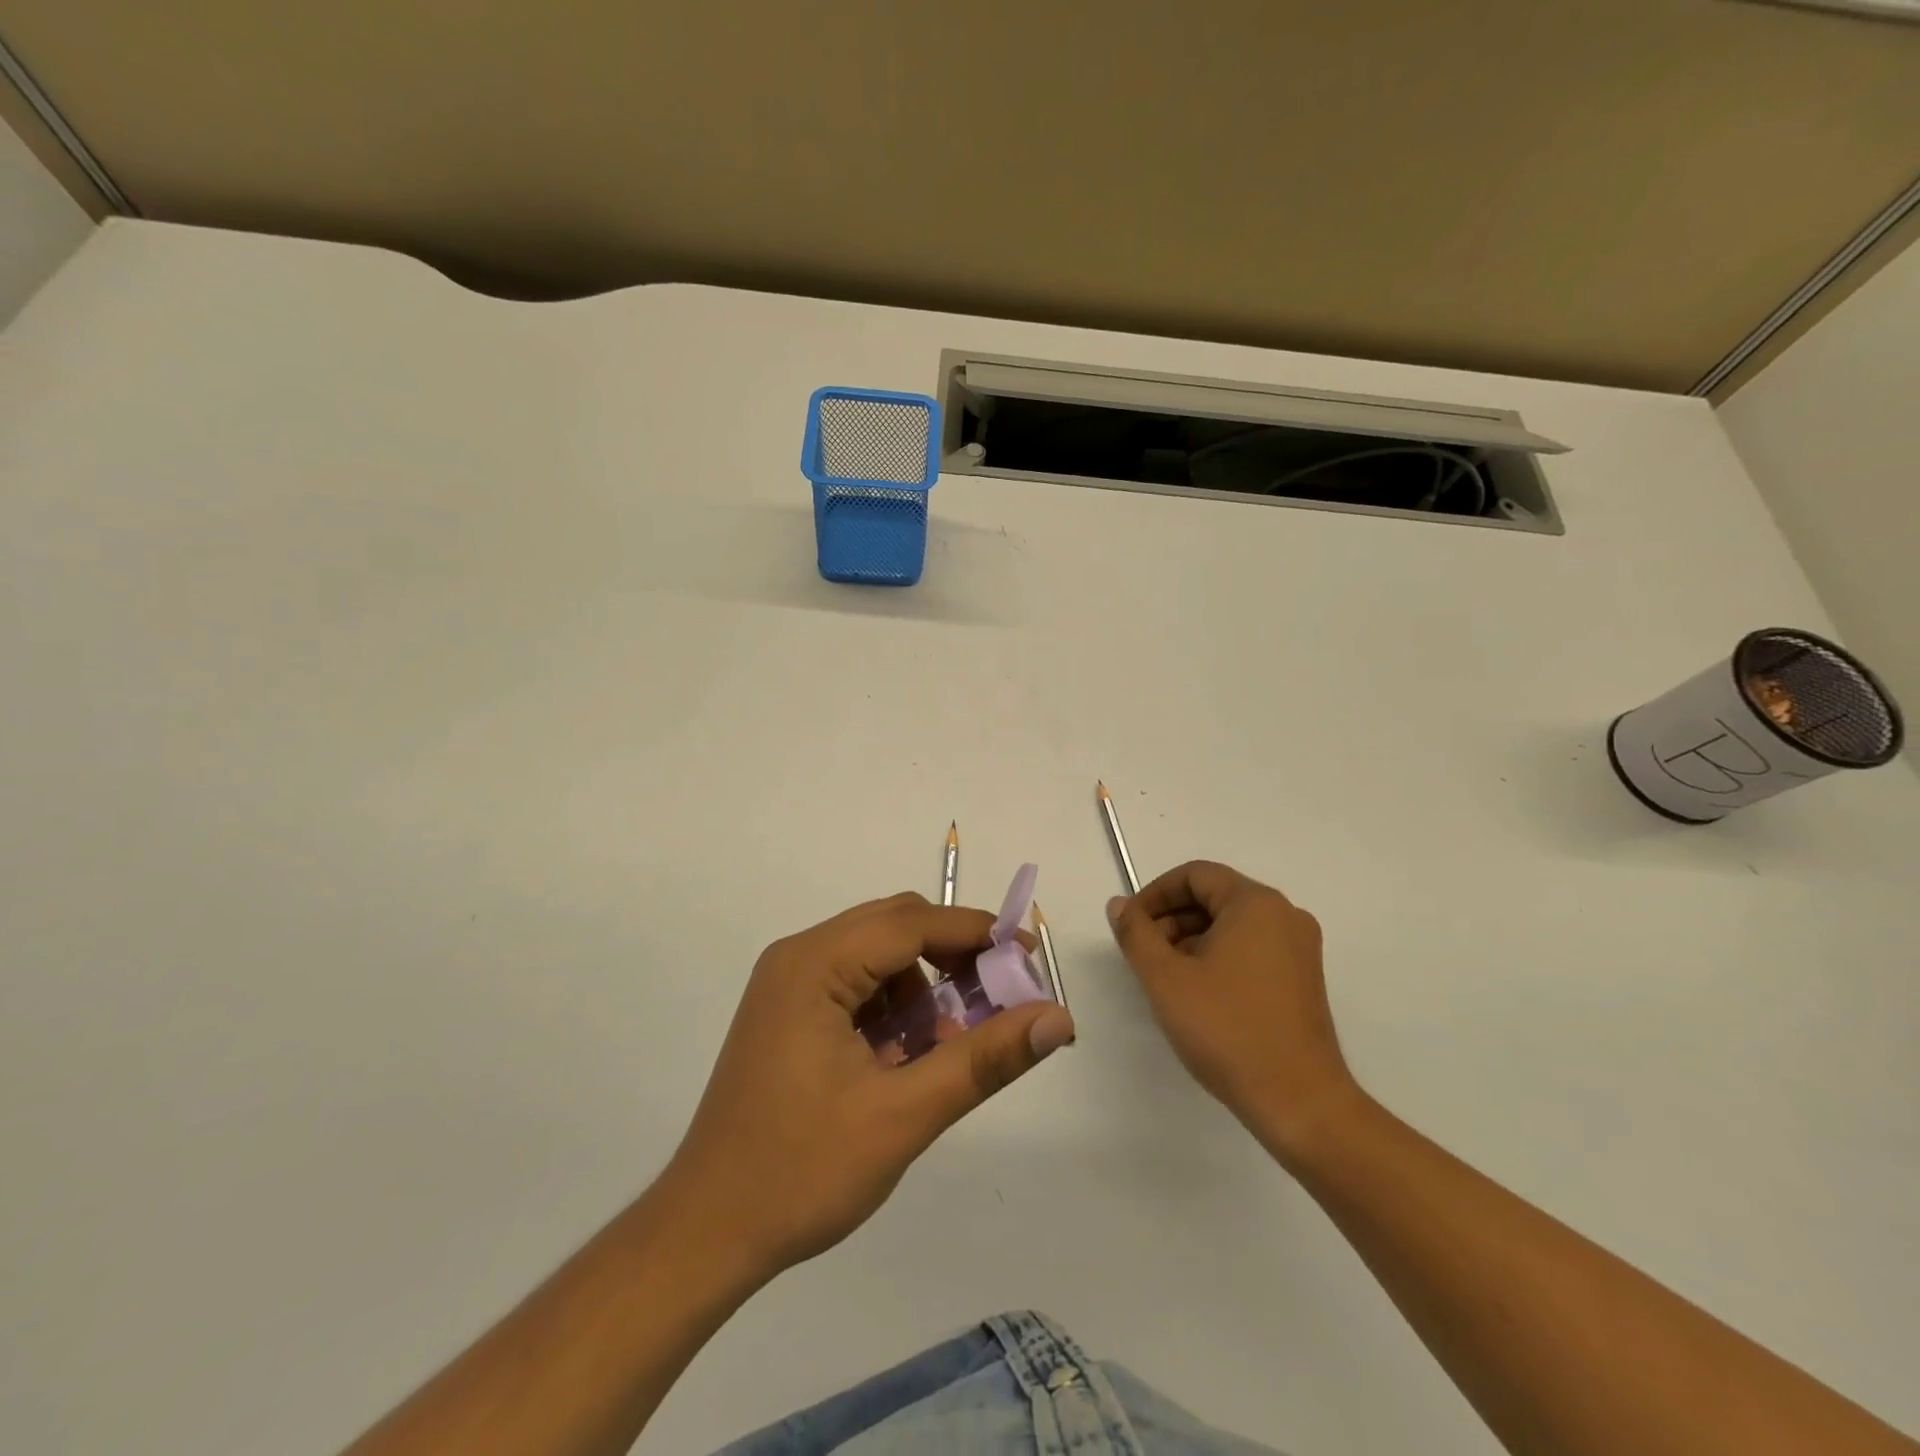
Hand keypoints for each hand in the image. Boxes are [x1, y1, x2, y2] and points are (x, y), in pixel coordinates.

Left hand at [662, 892, 1075, 1275]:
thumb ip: (984, 1060)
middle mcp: (799, 957)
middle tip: (997, 1003)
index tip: (1028, 960)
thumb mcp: (904, 1114)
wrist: (706, 1233)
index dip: (977, 934)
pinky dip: (893, 1008)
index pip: (913, 923)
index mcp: (815, 964)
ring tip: (943, 1049)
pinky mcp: (789, 1013)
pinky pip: (857, 985)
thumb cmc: (801, 1171)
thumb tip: (1058, 1019)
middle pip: (895, 928)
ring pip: (879, 956)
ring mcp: (789, 984)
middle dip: (952, 958)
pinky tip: (903, 1060)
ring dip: (923, 988)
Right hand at [1107, 861, 1355, 1160]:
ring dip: (1191, 939)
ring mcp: (1299, 948)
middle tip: (1143, 954)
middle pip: (1214, 896)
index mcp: (1256, 903)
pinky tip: (1198, 993)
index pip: (1195, 875)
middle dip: (1171, 918)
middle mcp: (1284, 915)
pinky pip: (1251, 948)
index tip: (1130, 925)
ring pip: (1231, 924)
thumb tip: (1120, 905)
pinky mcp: (1303, 978)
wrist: (1299, 1102)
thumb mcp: (1165, 978)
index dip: (1155, 894)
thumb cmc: (1227, 1030)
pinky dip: (1218, 956)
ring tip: (1166, 978)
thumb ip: (1136, 933)